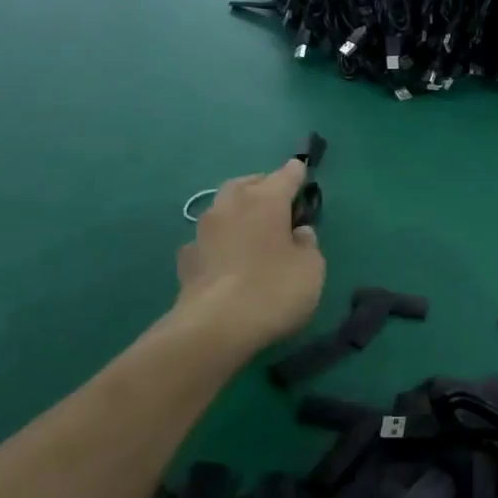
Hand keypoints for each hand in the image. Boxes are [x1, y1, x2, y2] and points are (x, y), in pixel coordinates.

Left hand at [172, 160, 324, 358]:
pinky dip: (219, 241)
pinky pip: (208, 239)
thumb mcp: (311, 269)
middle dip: (262, 186)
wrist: (214, 328)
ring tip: (252, 227)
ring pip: (223, 207)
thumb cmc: (274, 290)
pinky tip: (225, 256)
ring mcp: (203, 231)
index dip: (296, 173)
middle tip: (277, 199)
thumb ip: (308, 245)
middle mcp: (230, 206)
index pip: (285, 176)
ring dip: (238, 211)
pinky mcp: (186, 258)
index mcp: (265, 201)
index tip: (301, 169)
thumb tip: (298, 233)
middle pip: (247, 184)